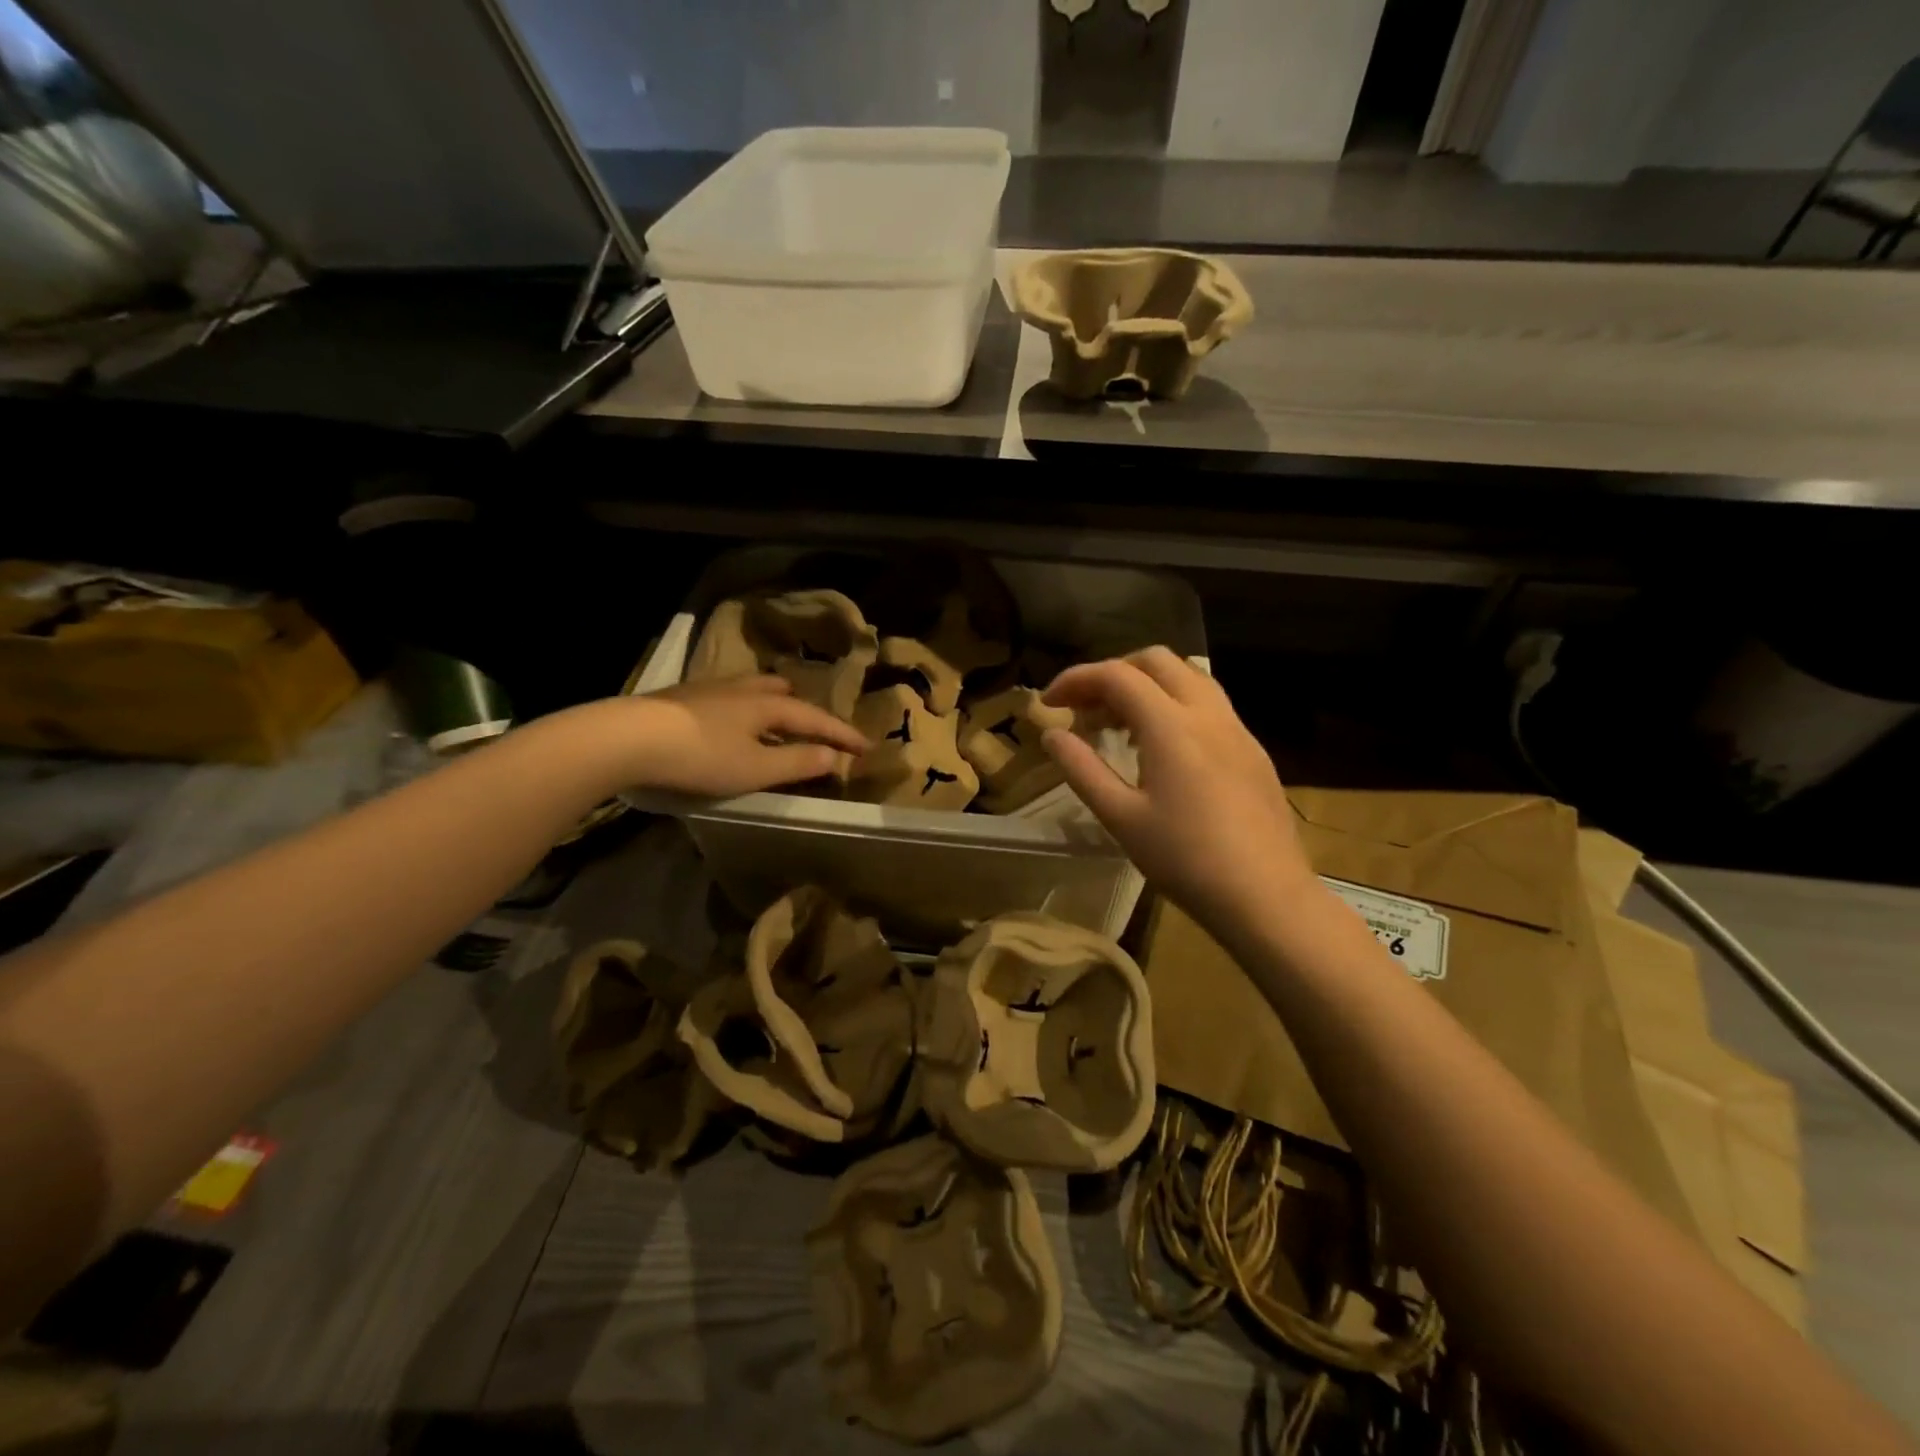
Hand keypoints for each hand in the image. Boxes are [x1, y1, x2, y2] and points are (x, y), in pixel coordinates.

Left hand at [612, 676, 868, 797]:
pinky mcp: (681, 698)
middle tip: (816, 727)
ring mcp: (709, 690)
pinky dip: (742, 710)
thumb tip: (834, 756)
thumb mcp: (756, 769)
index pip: (816, 718)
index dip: (843, 734)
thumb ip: (798, 762)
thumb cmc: (701, 756)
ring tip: (773, 720)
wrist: (628, 738)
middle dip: (804, 709)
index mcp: (766, 705)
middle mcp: (742, 689)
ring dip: (771, 704)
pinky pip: (727, 698)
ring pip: (751, 689)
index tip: (867, 747)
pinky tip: (727, 724)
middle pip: (782, 692)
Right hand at [1041, 648, 1317, 940]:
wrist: (1266, 897)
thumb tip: (1052, 734)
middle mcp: (1207, 712)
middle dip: (1112, 672)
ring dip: (1146, 685)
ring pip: (1188, 677)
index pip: (1116, 675)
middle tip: (1085, 708)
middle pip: (1156, 661)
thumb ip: (1082, 769)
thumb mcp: (1121, 818)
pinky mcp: (1253, 750)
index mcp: (1171, 725)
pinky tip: (1161, 749)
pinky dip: (1173, 705)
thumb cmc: (1185, 860)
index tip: (1050, 703)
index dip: (1076, 679)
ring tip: (1118, 724)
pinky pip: (1208, 704)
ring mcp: (1237, 728)